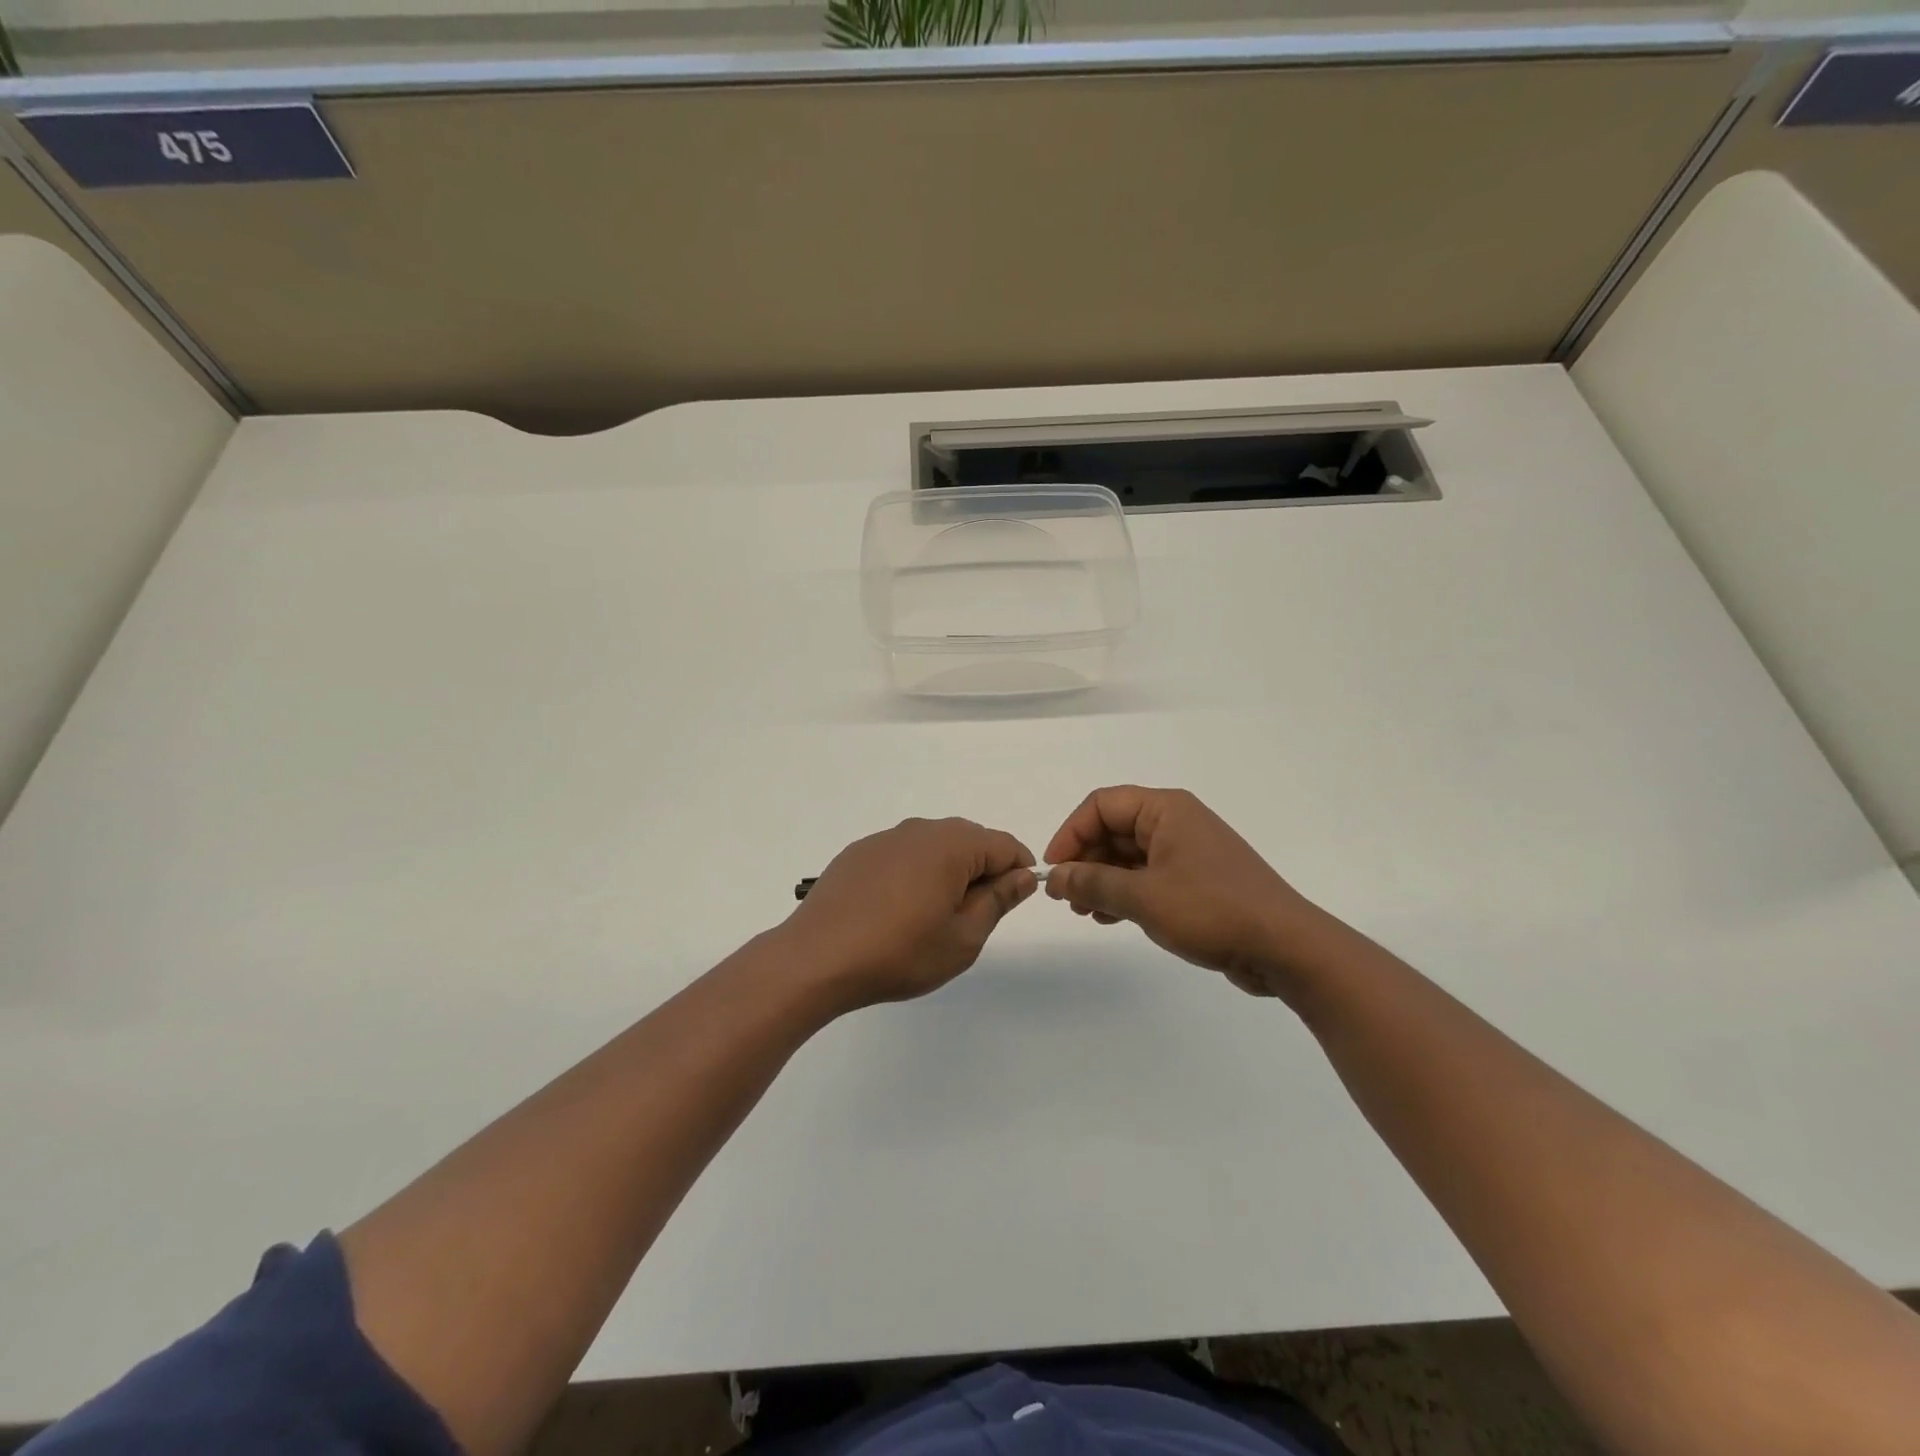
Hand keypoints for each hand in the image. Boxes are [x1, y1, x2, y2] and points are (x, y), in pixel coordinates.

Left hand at [782, 818, 1037, 1010]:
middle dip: (982, 870)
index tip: (1013, 901)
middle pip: (968, 839)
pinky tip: (898, 909)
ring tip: (935, 915)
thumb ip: (997, 901)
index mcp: (951, 845)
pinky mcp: (858, 853)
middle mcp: (919, 830)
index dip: (1018, 870)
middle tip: (974, 916)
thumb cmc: (899, 952)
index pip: (1003, 844)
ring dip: (947, 871)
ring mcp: (884, 839)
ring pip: (933, 845)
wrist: (817, 958)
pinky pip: (902, 854)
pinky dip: (914, 873)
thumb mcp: (962, 938)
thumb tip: (1022, 876)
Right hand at [1044, 786, 1319, 996]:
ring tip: (1086, 913)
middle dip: (1085, 860)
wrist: (1285, 947)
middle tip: (1067, 898)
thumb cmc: (1211, 910)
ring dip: (1102, 880)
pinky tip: (1110, 918)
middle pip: (1114, 829)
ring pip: (1129, 855)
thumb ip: (1093, 883)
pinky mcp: (1197, 880)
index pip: (1101, 805)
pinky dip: (1125, 892)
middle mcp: (1176, 822)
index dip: (1070, 833)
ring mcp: (1188, 852)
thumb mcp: (1143, 896)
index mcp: (1165, 810)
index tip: (1054, 870)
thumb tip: (1055, 877)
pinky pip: (1149, 876)